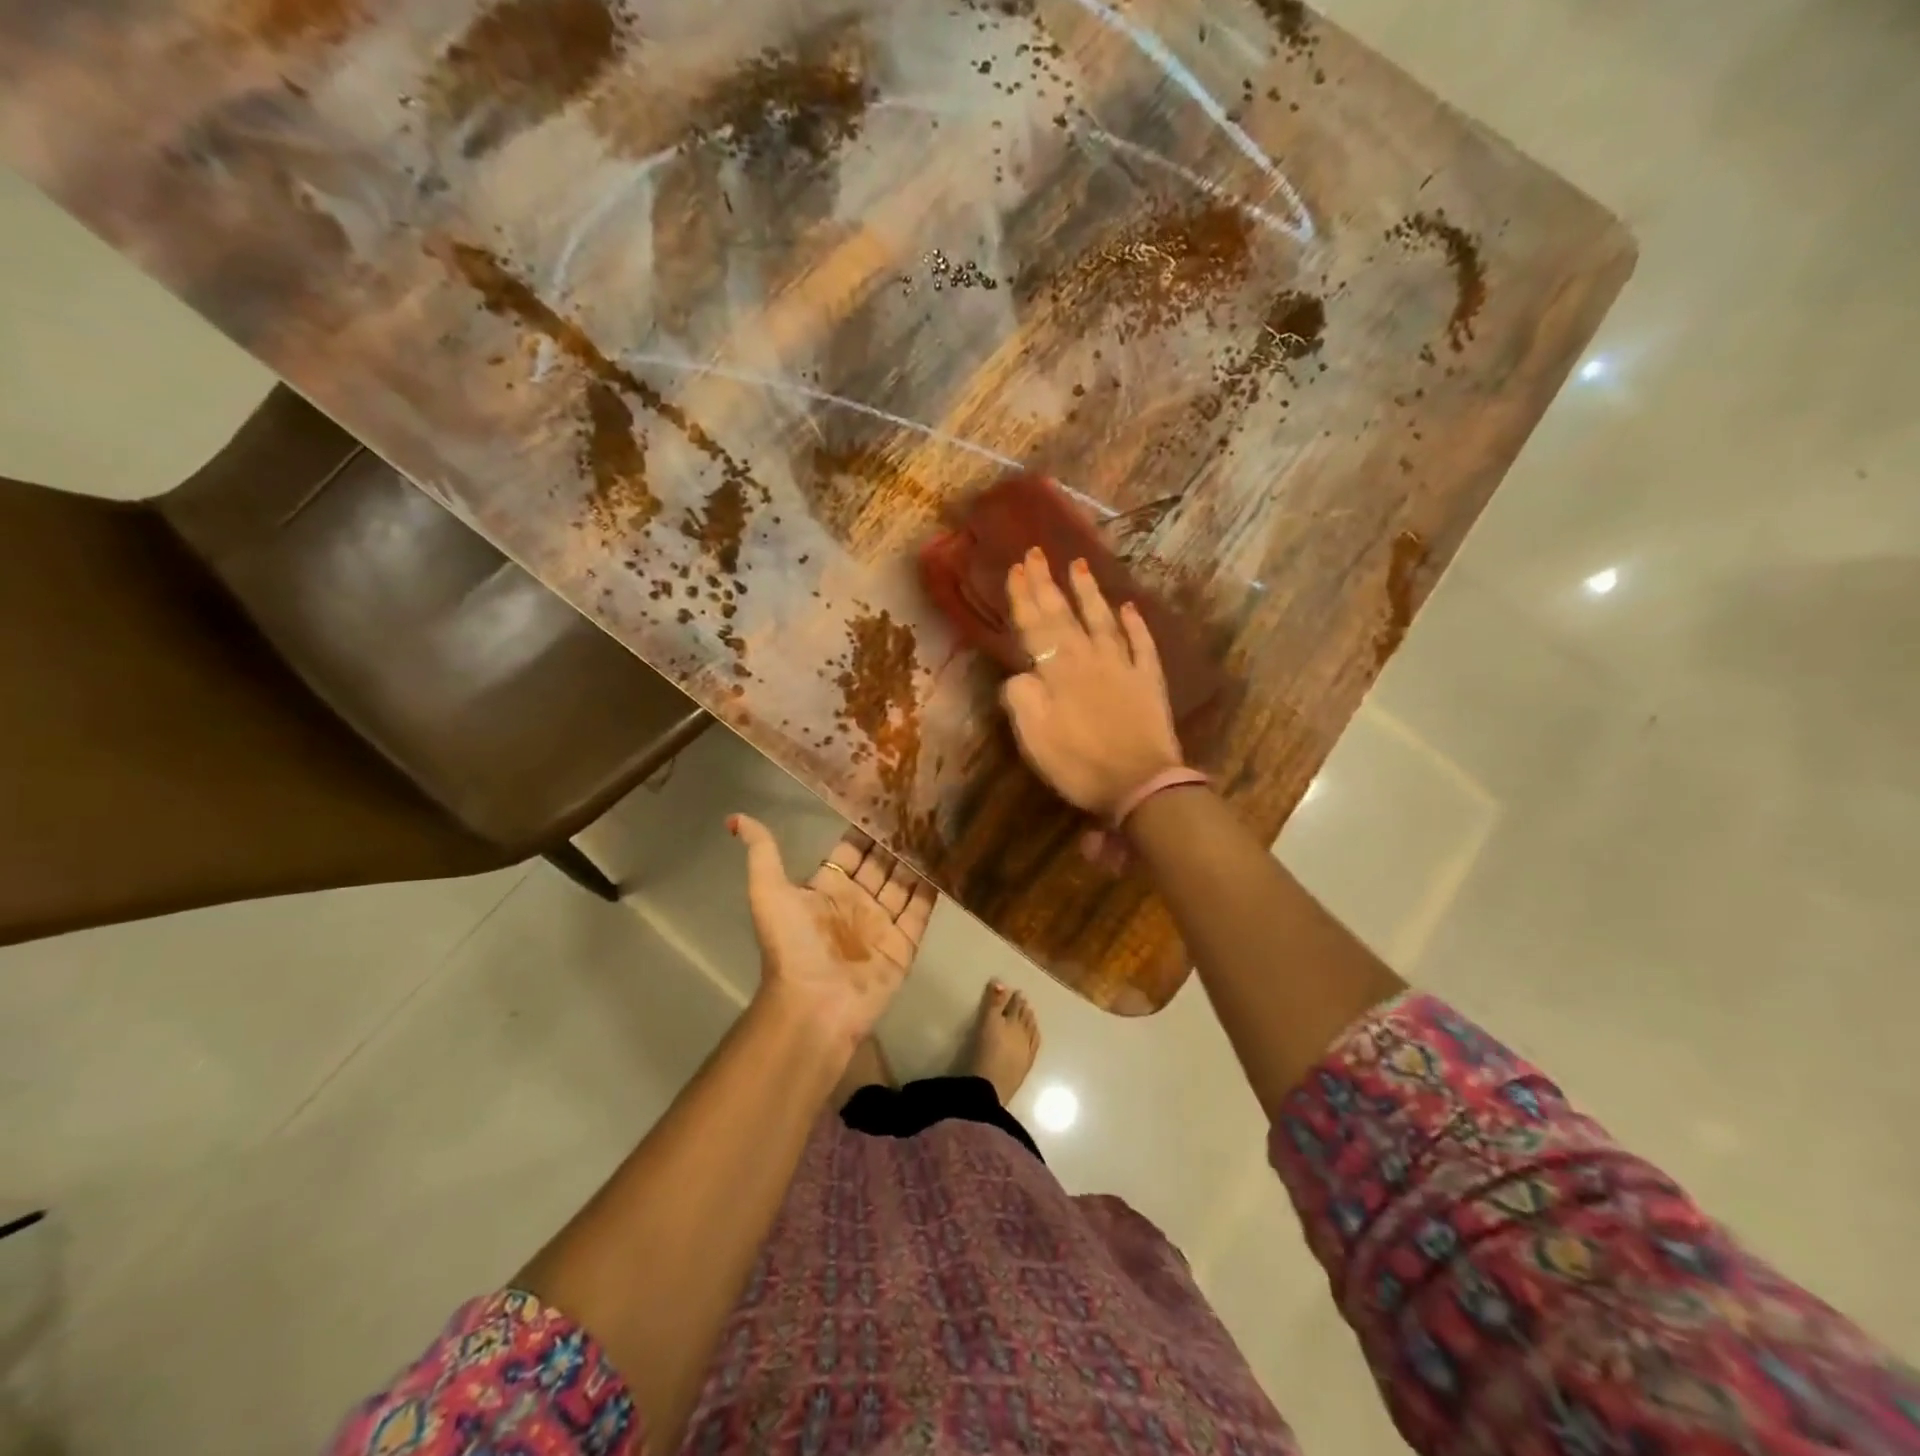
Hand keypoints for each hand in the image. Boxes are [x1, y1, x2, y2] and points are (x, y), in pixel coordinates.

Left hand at [730, 816, 934, 1053]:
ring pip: (904, 883)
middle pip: (881, 864)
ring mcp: (882, 924)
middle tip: (920, 805)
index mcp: (827, 889)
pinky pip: (921, 910)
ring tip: (939, 825)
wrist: (814, 1004)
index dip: (866, 828)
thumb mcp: (768, 892)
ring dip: (918, 858)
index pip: (851, 851)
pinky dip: (934, 887)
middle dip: (897, 839)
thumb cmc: (793, 946)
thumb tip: (736, 818)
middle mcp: (857, 902)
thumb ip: (762, 853)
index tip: (886, 798)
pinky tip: (948, 860)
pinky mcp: (904, 944)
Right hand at [1001, 547, 1185, 821]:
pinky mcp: (1149, 681)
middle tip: (1037, 552)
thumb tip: (1020, 674)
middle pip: (1064, 616)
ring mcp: (1123, 667)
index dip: (1024, 598)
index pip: (1035, 628)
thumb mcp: (1034, 738)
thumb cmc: (1080, 765)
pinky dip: (1135, 624)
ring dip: (1089, 593)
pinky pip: (1142, 644)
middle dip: (1047, 584)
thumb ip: (1021, 699)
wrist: (1141, 784)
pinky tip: (1129, 607)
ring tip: (1079, 565)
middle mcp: (1089, 660)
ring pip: (1103, 620)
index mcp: (1058, 673)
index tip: (1016, 567)